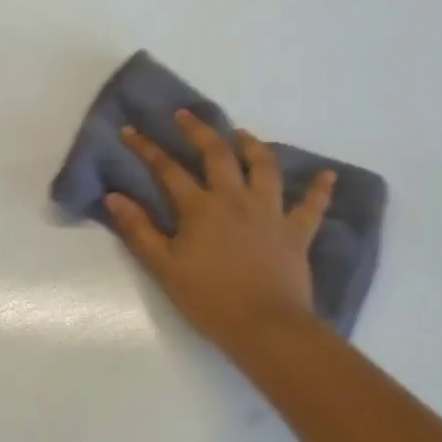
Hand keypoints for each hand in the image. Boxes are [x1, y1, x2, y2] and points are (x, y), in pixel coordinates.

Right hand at [107, 112, 333, 354]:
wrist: (265, 326)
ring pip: (264, 167)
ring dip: (252, 146)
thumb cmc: (208, 298)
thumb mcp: (163, 266)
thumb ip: (138, 229)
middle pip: (217, 154)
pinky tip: (328, 175)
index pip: (167, 169)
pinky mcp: (296, 231)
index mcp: (200, 207)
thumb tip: (114, 196)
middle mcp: (235, 198)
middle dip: (198, 130)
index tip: (130, 130)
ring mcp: (270, 212)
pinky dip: (320, 189)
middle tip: (185, 115)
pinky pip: (312, 206)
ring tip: (241, 134)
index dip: (146, 148)